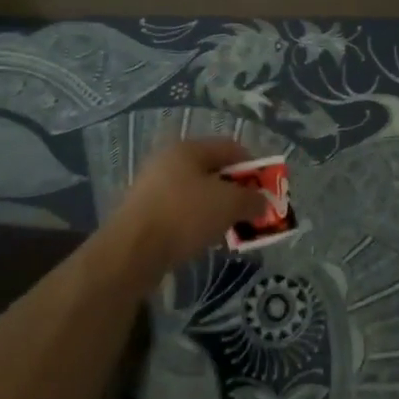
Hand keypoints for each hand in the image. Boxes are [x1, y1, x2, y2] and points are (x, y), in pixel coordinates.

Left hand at [104, 138, 261, 281]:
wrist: (132, 251)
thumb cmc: (184, 215)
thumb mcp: (229, 204)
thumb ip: (252, 199)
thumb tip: (264, 202)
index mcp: (188, 148)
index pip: (231, 147)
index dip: (253, 166)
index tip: (266, 190)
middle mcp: (168, 160)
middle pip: (213, 170)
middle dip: (236, 191)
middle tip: (250, 212)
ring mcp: (153, 186)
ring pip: (197, 193)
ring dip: (217, 209)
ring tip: (229, 230)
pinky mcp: (144, 212)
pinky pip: (181, 211)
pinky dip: (196, 222)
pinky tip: (203, 240)